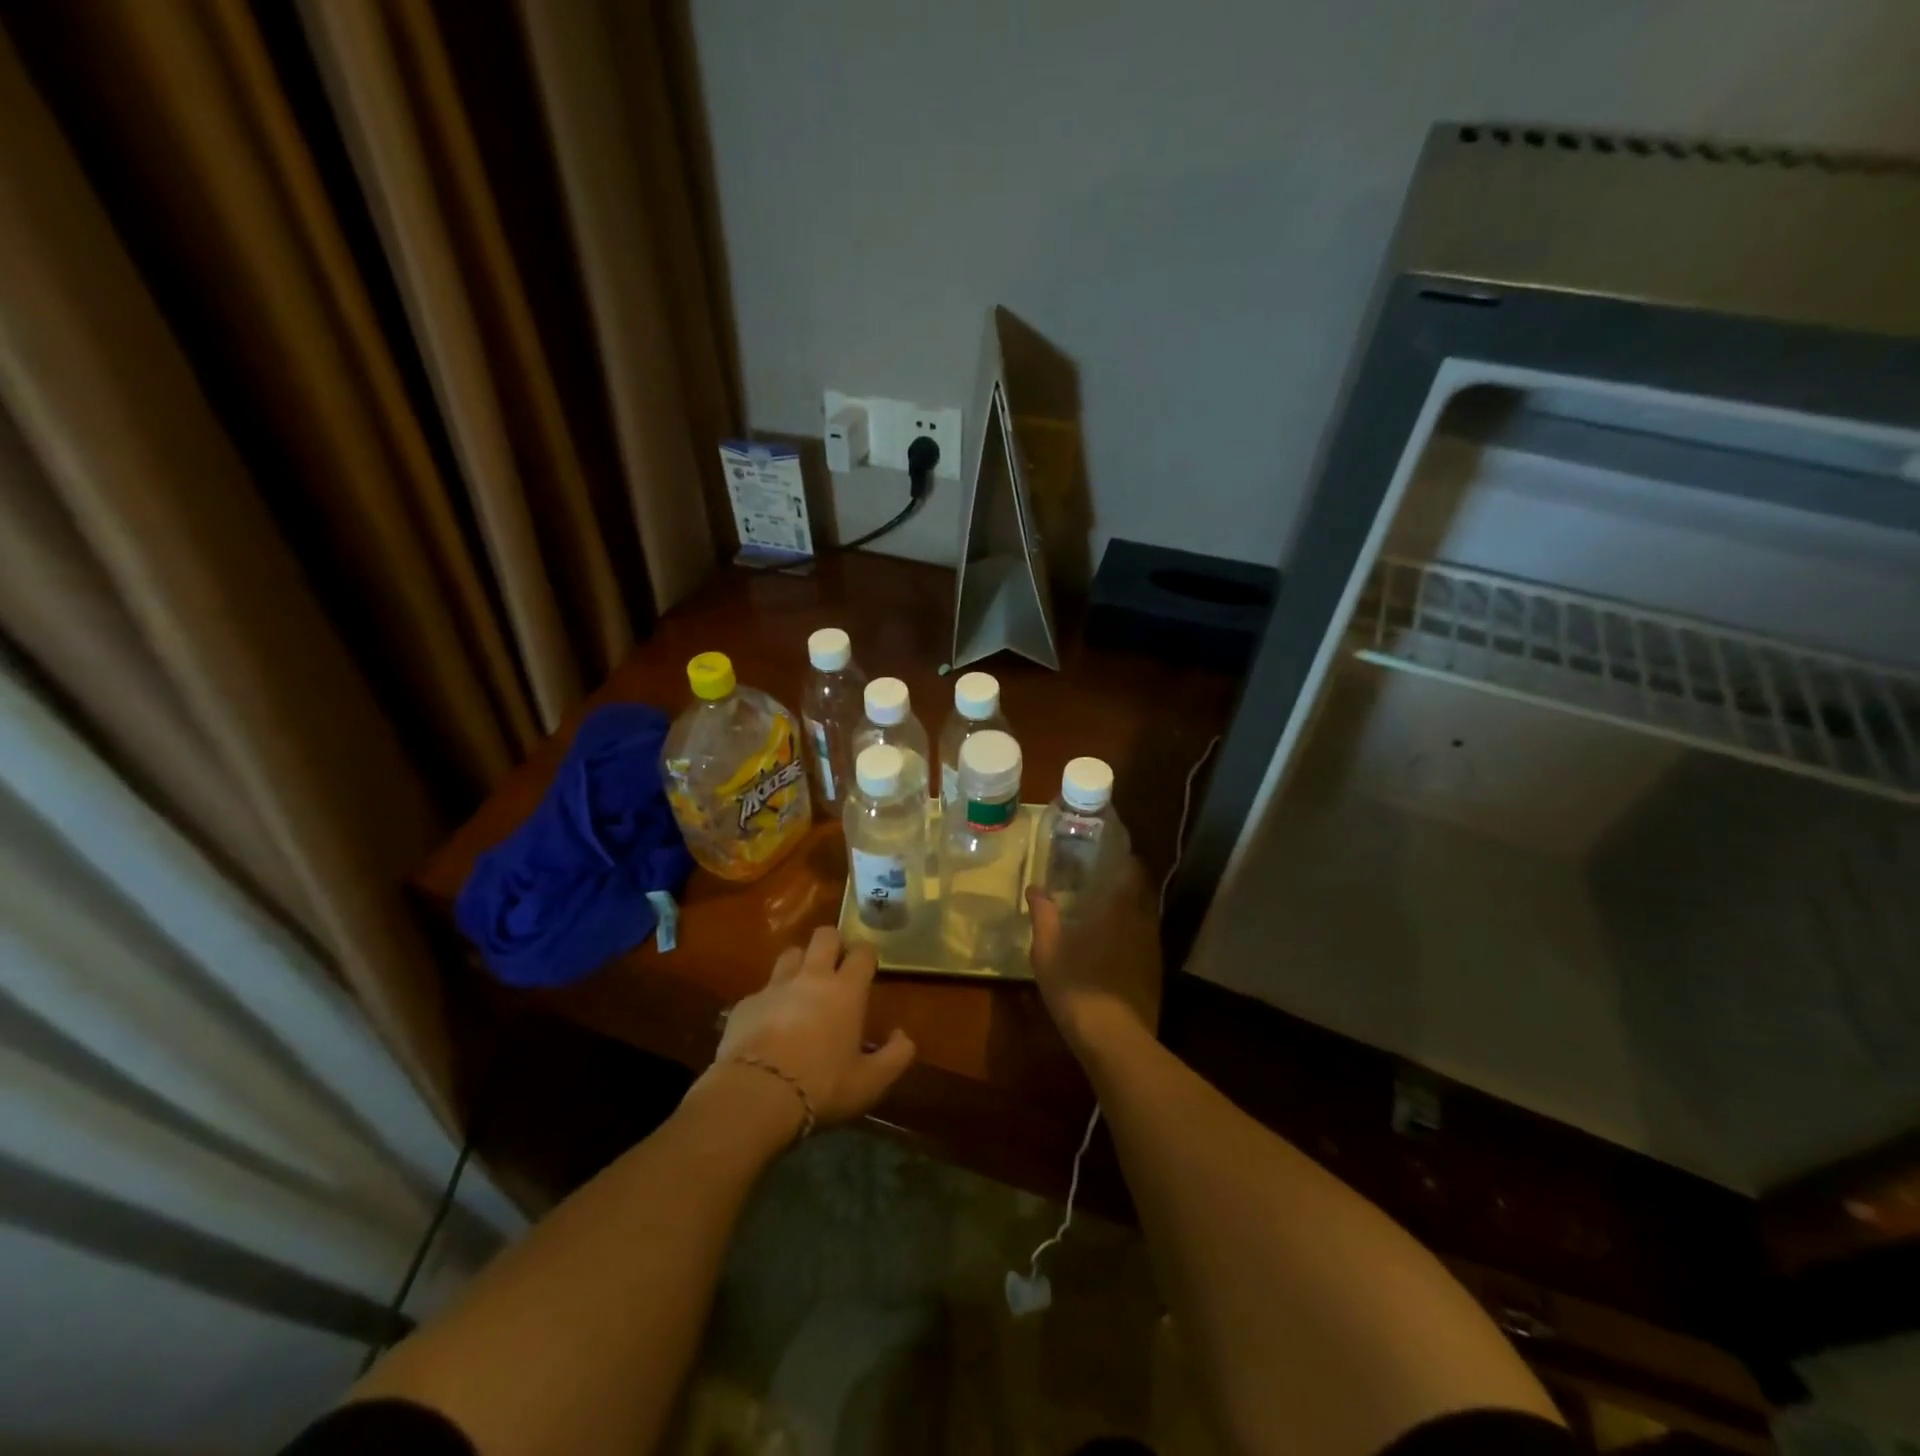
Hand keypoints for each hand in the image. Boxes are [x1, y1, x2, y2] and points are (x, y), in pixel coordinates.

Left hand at [706, 925, 916, 1129]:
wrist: (756, 1095)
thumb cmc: (822, 1086)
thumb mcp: (870, 1082)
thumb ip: (895, 1056)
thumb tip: (903, 1036)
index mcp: (846, 990)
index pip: (862, 952)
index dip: (867, 954)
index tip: (868, 965)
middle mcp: (811, 977)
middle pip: (823, 935)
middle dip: (832, 942)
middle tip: (836, 964)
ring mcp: (775, 987)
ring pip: (790, 954)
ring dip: (799, 963)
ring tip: (801, 986)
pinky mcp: (745, 1004)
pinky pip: (761, 990)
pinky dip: (769, 1000)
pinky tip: (768, 1023)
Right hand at [1026, 857, 1163, 1054]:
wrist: (1113, 1039)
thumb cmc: (1075, 985)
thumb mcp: (1047, 950)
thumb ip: (1043, 915)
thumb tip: (1035, 888)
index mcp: (1119, 910)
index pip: (1133, 872)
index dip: (1125, 861)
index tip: (1110, 855)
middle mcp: (1143, 924)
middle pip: (1143, 894)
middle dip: (1128, 884)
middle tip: (1105, 881)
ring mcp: (1153, 951)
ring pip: (1146, 919)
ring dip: (1132, 911)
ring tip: (1108, 912)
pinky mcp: (1156, 975)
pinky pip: (1146, 943)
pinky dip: (1134, 937)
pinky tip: (1116, 947)